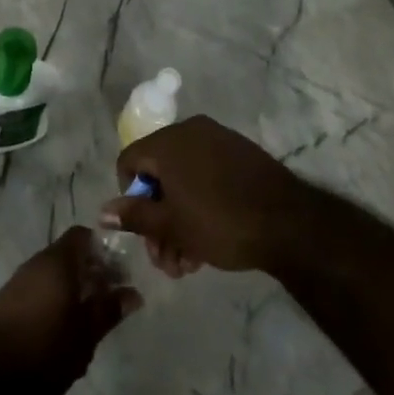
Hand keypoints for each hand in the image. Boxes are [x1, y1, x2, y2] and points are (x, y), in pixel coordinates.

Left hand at [0, 227, 141, 394]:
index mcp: (57, 261)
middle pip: (70, 255)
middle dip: (92, 272)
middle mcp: (37, 262)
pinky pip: (40, 289)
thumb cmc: (42, 351)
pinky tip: (64, 330)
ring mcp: (20, 281)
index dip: (104, 250)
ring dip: (74, 289)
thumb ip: (108, 311)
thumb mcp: (84, 336)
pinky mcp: (8, 301)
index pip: (84, 236)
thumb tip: (132, 293)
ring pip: (54, 274)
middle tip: (112, 300)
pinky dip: (56, 300)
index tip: (121, 274)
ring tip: (91, 320)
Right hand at [101, 115, 310, 275]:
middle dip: (157, 221)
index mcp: (167, 142)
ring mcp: (217, 139)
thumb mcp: (172, 226)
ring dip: (179, 220)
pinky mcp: (240, 153)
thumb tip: (103, 212)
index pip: (129, 161)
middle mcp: (189, 131)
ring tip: (189, 262)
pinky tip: (209, 241)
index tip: (144, 231)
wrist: (290, 222)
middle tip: (167, 261)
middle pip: (158, 174)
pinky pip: (207, 173)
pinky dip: (200, 202)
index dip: (130, 198)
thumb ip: (134, 216)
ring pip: (183, 179)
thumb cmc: (221, 222)